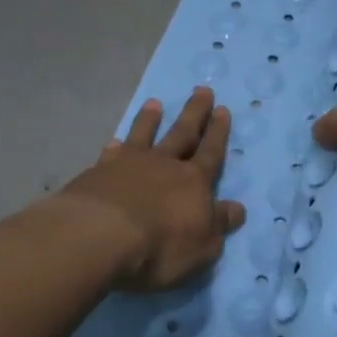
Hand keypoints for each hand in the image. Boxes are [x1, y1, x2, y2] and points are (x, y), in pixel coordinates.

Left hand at [54, 87, 246, 291]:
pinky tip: (113, 141)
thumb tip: (238, 208)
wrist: (98, 237)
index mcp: (194, 181)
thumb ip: (219, 224)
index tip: (223, 109)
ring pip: (144, 135)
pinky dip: (114, 146)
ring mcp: (129, 165)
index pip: (211, 152)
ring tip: (155, 103)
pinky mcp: (98, 174)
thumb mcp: (202, 245)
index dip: (218, 132)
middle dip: (195, 113)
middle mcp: (164, 165)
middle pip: (183, 133)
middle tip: (202, 90)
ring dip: (151, 120)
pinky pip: (111, 154)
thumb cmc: (160, 246)